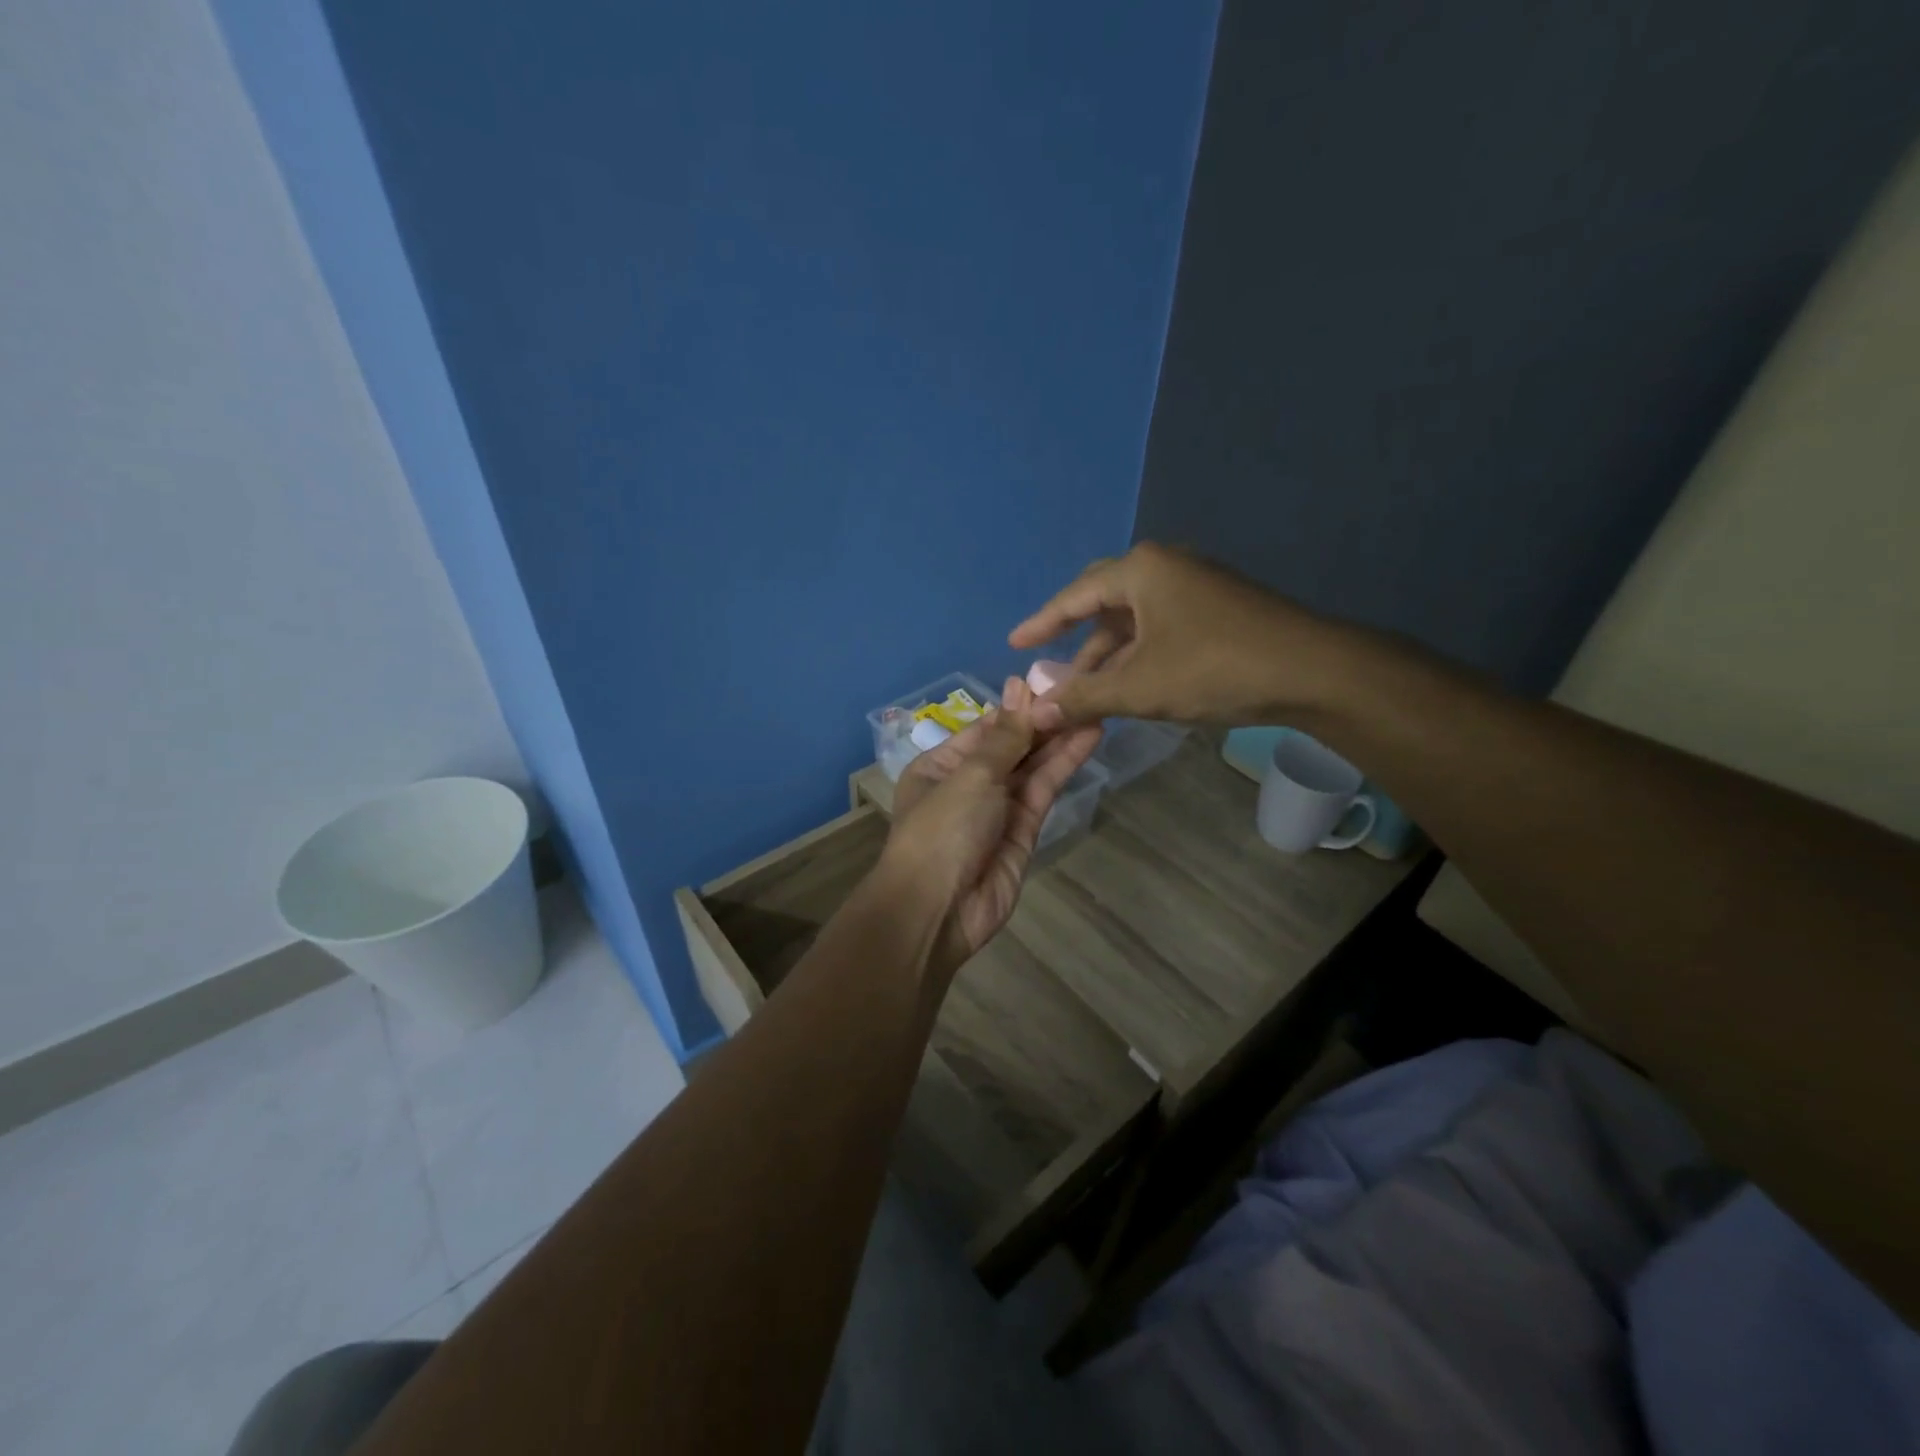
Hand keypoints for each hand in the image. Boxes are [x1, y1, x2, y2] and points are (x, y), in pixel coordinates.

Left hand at [883, 678, 1101, 969]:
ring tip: (1096, 705)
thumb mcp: (970, 776)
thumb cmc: (941, 831)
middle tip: (1085, 689)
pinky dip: (1064, 766)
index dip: (1019, 707)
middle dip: (1045, 721)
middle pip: (1012, 746)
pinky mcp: (1024, 831)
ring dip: (1061, 739)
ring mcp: (998, 808)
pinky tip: (1088, 737)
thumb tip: (1019, 687)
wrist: (938, 910)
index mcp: (941, 765)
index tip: (1054, 680)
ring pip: (1033, 767)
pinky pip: (1044, 791)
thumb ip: (1005, 737)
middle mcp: (969, 783)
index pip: (986, 728)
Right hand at [1009, 542, 1342, 727]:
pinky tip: (1131, 685)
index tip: (1014, 643)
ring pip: (1135, 620)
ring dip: (1109, 656)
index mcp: (1141, 571)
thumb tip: (1036, 710)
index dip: (1041, 623)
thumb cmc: (1214, 669)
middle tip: (1049, 665)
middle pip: (1103, 602)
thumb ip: (1084, 696)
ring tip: (1087, 692)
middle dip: (1075, 639)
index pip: (1074, 596)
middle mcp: (1166, 567)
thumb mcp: (1139, 687)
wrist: (1313, 672)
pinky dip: (1138, 655)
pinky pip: (1160, 627)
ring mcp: (1196, 586)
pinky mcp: (1218, 609)